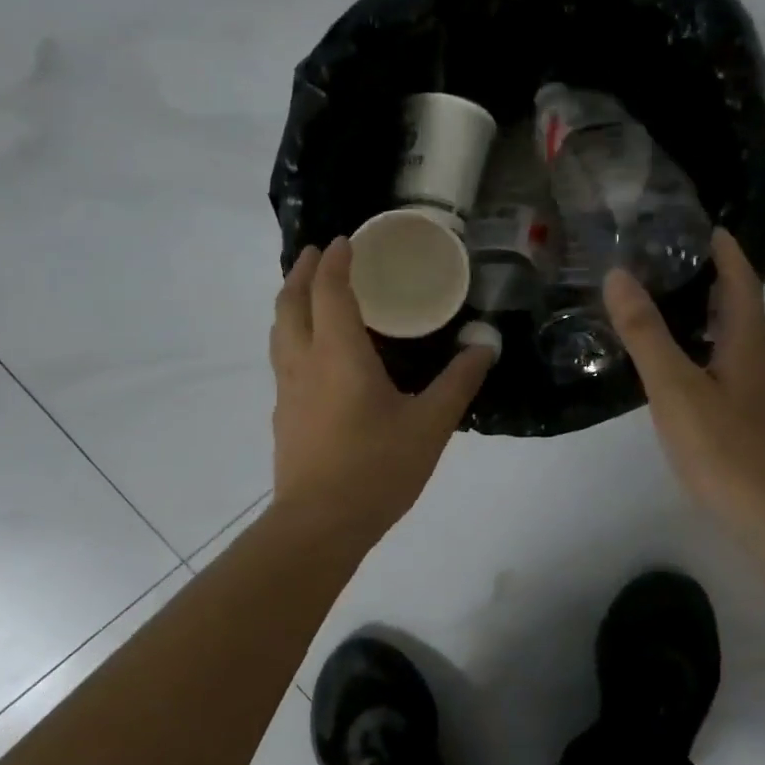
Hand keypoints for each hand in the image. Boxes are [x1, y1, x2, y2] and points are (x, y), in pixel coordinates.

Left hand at [269, 237, 495, 544]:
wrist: (320, 524)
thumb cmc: (377, 467)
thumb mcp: (431, 423)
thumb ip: (459, 380)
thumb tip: (485, 344)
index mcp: (338, 353)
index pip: (330, 291)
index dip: (336, 261)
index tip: (346, 240)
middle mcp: (304, 361)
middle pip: (290, 302)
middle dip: (303, 271)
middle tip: (320, 253)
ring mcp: (287, 389)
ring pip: (279, 330)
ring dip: (291, 300)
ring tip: (309, 292)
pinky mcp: (283, 414)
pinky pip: (282, 357)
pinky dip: (292, 333)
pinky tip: (313, 353)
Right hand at [604, 229, 764, 542]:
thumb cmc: (725, 448)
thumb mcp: (675, 388)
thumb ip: (646, 334)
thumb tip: (618, 276)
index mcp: (750, 342)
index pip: (742, 282)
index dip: (727, 252)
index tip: (709, 227)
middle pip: (747, 310)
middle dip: (721, 283)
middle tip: (682, 266)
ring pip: (745, 343)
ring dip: (720, 320)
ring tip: (681, 313)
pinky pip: (741, 370)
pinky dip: (718, 354)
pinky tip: (694, 375)